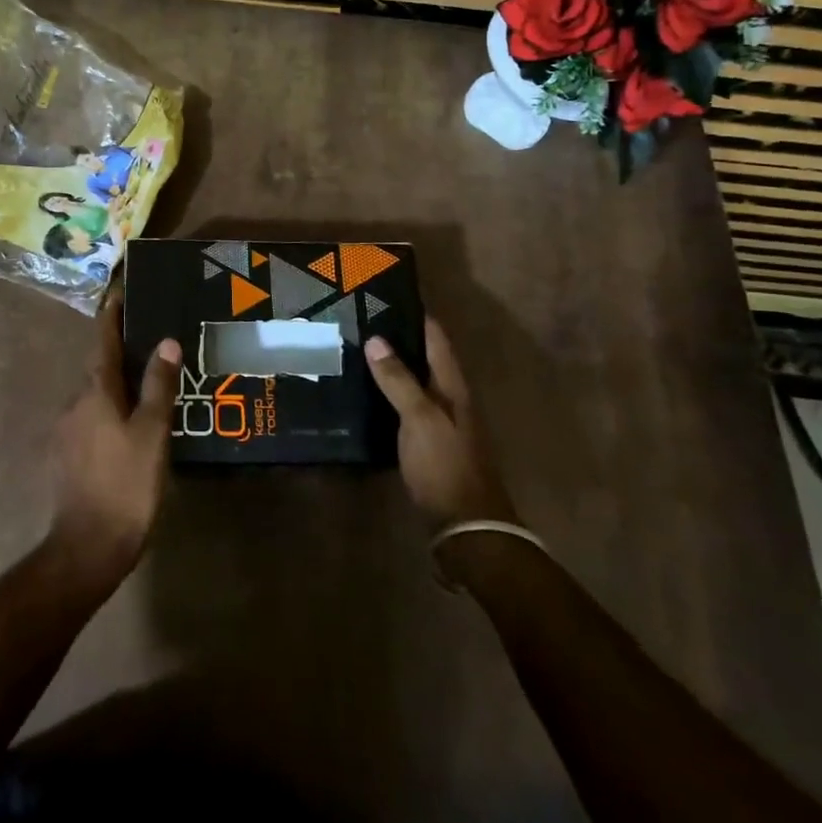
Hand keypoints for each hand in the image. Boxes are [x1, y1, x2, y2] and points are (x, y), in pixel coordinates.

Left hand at [48, 296, 181, 591]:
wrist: (88, 547)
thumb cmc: (125, 483)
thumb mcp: (151, 433)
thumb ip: (158, 386)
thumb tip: (165, 342)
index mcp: (95, 392)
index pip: (103, 341)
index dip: (111, 316)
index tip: (118, 291)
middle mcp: (74, 403)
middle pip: (99, 368)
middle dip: (120, 353)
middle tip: (149, 342)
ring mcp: (67, 431)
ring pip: (96, 396)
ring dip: (117, 386)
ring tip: (147, 385)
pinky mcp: (67, 456)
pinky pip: (92, 419)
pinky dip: (111, 411)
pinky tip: (130, 426)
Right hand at [365, 319, 518, 528]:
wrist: (465, 528)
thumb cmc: (444, 465)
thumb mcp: (420, 418)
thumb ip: (398, 380)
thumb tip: (377, 338)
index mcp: (453, 387)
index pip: (436, 339)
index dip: (415, 315)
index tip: (386, 294)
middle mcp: (450, 399)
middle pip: (424, 359)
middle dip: (398, 338)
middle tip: (360, 320)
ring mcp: (440, 424)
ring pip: (414, 383)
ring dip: (391, 367)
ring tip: (356, 351)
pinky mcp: (427, 445)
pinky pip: (405, 408)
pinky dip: (388, 395)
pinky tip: (365, 396)